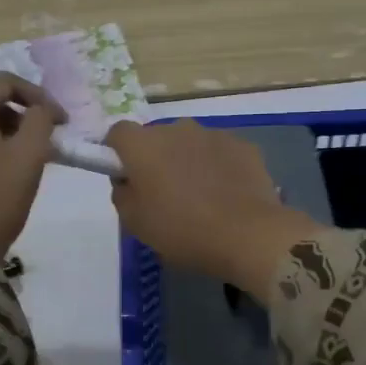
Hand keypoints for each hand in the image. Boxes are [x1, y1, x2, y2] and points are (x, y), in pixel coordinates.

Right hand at [105, 119, 316, 301]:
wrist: (247, 235)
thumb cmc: (181, 230)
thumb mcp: (134, 223)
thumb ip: (123, 194)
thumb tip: (128, 181)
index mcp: (144, 145)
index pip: (118, 133)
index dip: (118, 153)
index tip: (126, 177)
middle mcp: (176, 129)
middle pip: (157, 137)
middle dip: (156, 158)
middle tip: (163, 194)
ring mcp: (213, 134)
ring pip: (190, 143)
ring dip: (188, 161)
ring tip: (200, 197)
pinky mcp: (243, 145)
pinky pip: (220, 153)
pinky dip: (218, 167)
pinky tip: (227, 196)